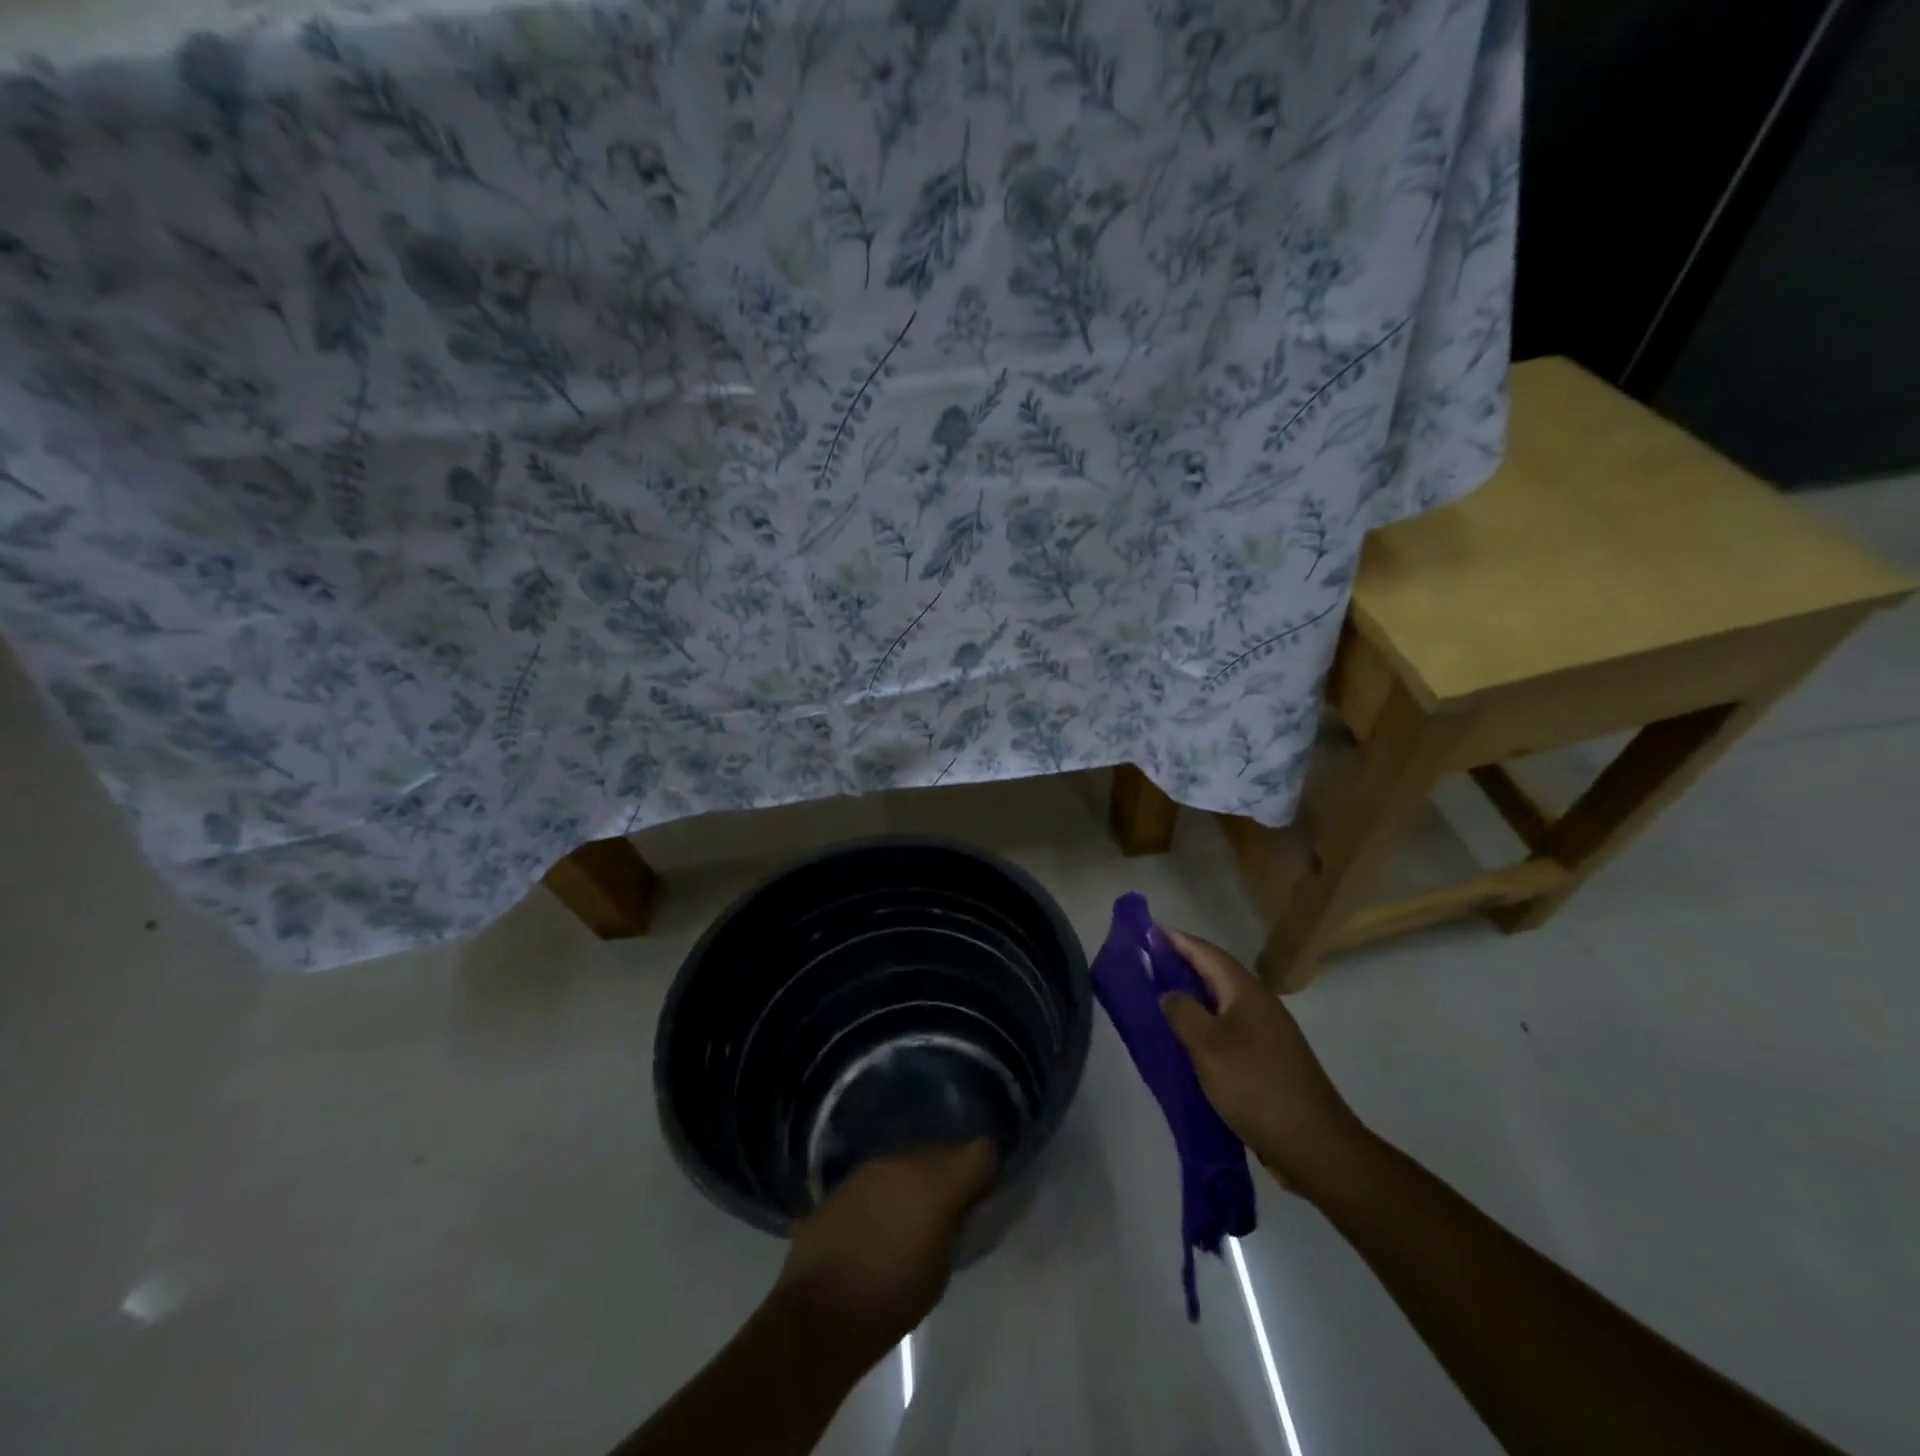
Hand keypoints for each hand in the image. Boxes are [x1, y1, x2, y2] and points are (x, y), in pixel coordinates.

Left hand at [774, 1139, 997, 1366]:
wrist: (819, 1314)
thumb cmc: (891, 1302)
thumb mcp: (941, 1269)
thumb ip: (955, 1224)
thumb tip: (960, 1205)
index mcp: (938, 1182)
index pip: (981, 1150)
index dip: (987, 1169)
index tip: (983, 1193)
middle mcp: (907, 1160)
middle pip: (944, 1149)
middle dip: (951, 1172)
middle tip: (949, 1208)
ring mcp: (873, 1165)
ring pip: (910, 1157)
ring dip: (918, 1178)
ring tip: (912, 1214)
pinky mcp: (847, 1177)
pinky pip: (882, 1173)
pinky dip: (889, 1188)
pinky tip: (880, 1220)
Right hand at [1158, 927, 1372, 1200]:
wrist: (1315, 1145)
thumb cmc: (1256, 1085)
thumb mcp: (1208, 1046)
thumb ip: (1183, 1012)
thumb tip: (1169, 993)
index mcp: (1246, 992)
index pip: (1206, 952)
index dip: (1177, 940)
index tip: (1148, 930)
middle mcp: (1259, 1005)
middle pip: (1215, 974)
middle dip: (1182, 965)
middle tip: (1146, 963)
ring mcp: (1267, 1034)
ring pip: (1222, 1003)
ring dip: (1192, 996)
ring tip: (1159, 999)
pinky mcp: (1268, 1060)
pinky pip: (1228, 1029)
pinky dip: (1205, 1026)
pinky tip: (1187, 1042)